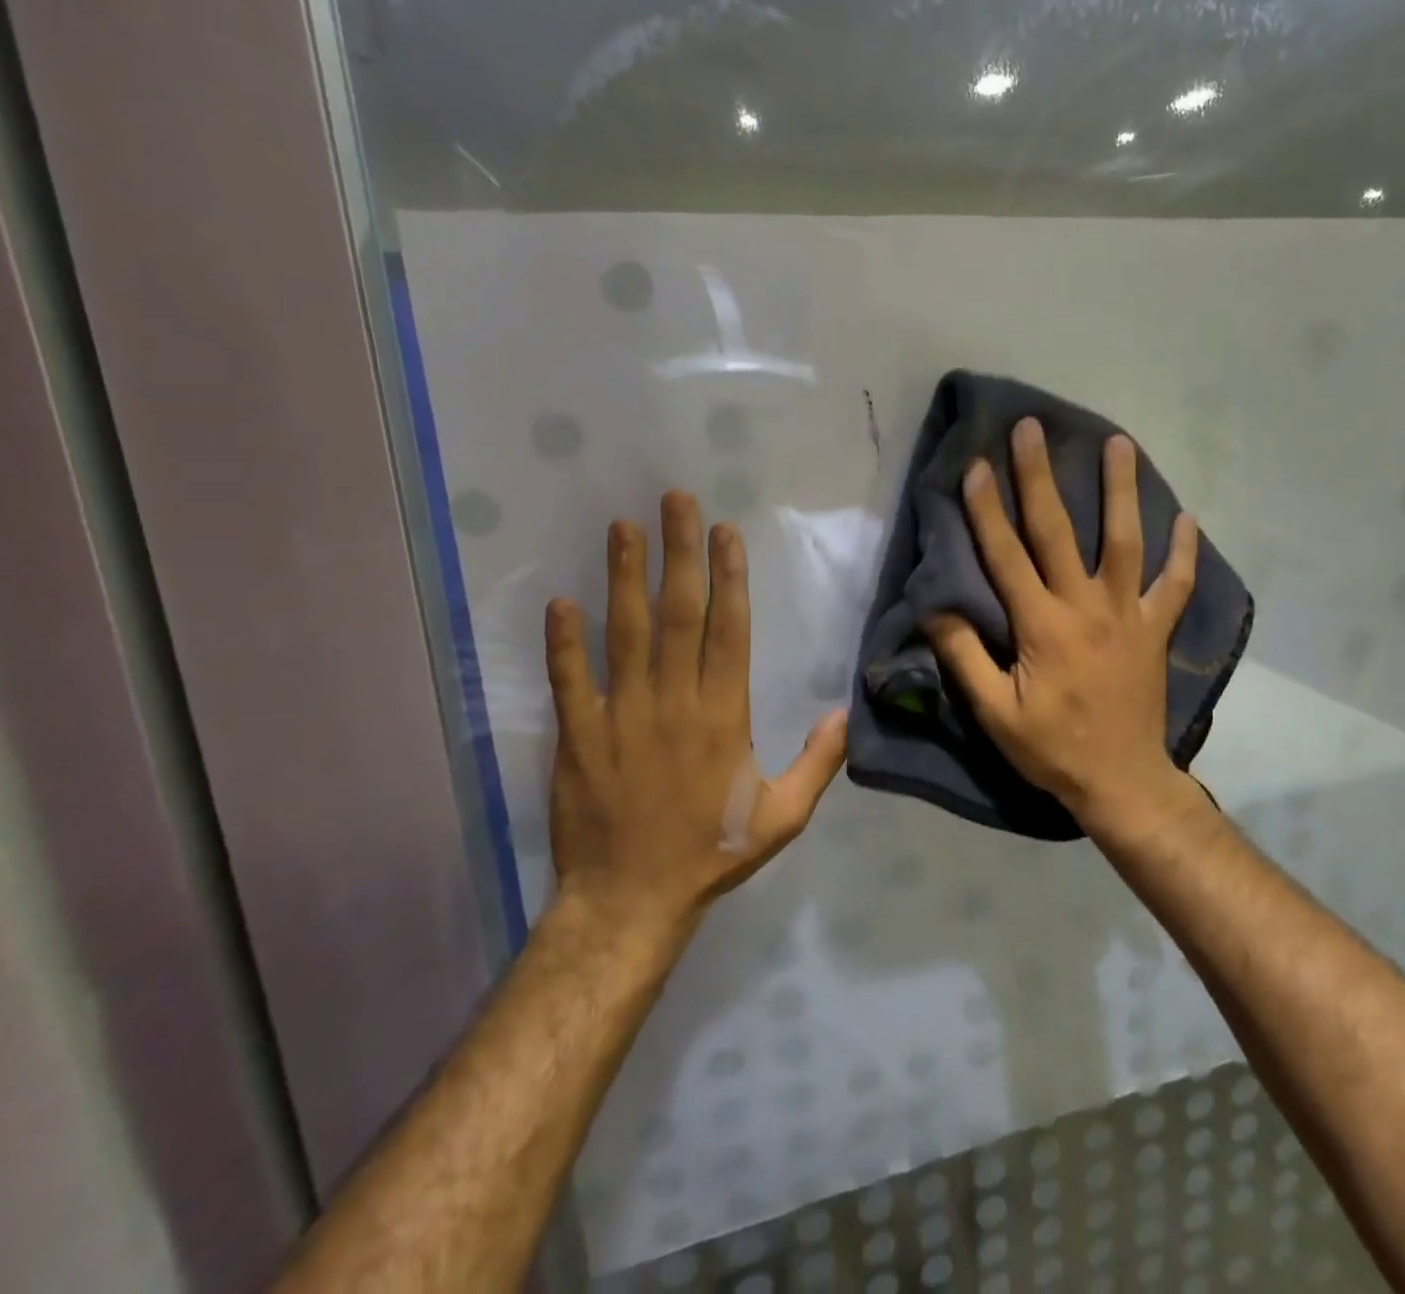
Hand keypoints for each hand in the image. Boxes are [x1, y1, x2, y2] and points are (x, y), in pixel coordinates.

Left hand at [543, 492, 847, 935]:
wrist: (630, 902)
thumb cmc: (711, 852)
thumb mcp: (783, 817)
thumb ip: (818, 763)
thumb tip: (845, 713)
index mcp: (725, 717)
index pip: (730, 631)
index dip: (728, 577)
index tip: (724, 532)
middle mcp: (675, 704)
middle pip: (679, 615)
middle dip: (678, 554)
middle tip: (674, 502)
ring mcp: (622, 717)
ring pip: (625, 634)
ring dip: (624, 578)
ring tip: (623, 527)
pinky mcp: (578, 736)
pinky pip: (570, 681)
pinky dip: (563, 642)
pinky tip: (560, 601)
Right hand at [923, 418, 1197, 828]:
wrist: (1121, 782)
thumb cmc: (1051, 749)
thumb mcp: (994, 712)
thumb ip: (964, 657)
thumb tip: (934, 607)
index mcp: (1042, 625)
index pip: (1007, 555)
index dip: (987, 509)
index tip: (976, 464)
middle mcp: (1086, 607)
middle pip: (1060, 531)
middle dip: (1040, 476)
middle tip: (1032, 428)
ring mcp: (1128, 614)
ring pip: (1125, 541)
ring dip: (1121, 491)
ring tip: (1120, 444)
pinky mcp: (1156, 630)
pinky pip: (1174, 585)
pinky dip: (1182, 553)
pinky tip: (1187, 519)